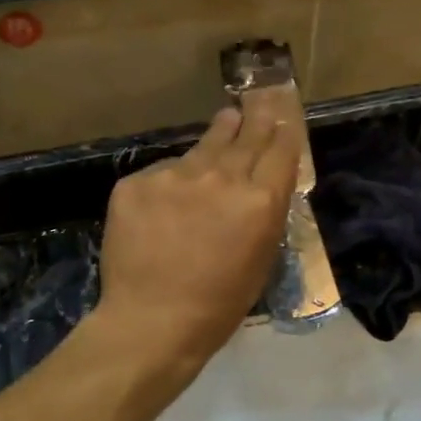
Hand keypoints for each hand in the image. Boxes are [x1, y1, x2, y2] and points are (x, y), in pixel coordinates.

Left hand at [96, 101, 300, 365]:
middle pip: (245, 136)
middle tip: (258, 99)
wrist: (151, 321)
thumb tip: (260, 187)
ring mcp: (174, 176)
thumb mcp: (260, 262)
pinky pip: (161, 174)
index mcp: (259, 201)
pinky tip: (168, 202)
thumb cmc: (217, 306)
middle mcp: (221, 177)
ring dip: (217, 137)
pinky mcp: (136, 183)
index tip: (283, 120)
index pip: (281, 150)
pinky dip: (170, 183)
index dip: (284, 133)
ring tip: (226, 120)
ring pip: (201, 149)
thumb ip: (263, 217)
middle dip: (255, 117)